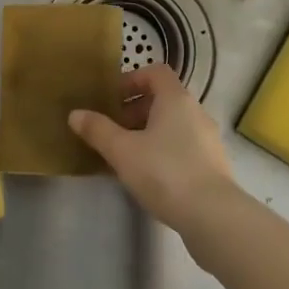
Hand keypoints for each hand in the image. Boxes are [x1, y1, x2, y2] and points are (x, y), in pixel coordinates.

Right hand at [69, 64, 240, 233]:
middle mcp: (196, 112)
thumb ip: (98, 130)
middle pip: (163, 99)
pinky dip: (164, 152)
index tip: (112, 99)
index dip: (132, 79)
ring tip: (126, 156)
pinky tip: (148, 177)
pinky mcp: (213, 165)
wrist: (213, 215)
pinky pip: (183, 147)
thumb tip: (75, 114)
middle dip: (135, 110)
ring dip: (148, 133)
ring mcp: (208, 139)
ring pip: (173, 125)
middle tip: (113, 131)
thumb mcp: (122, 151)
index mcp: (176, 99)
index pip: (155, 72)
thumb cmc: (164, 172)